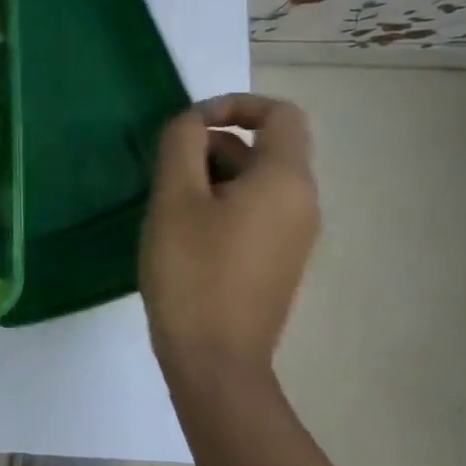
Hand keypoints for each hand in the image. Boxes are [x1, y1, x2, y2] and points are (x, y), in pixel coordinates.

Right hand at [140, 94, 319, 398]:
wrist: (215, 361)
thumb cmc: (192, 272)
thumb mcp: (175, 198)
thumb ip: (182, 144)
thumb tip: (192, 121)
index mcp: (285, 181)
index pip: (281, 114)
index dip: (235, 104)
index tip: (188, 126)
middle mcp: (301, 203)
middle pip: (262, 148)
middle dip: (211, 146)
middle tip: (164, 173)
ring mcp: (293, 236)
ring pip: (253, 182)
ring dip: (209, 177)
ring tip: (166, 205)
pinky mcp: (276, 261)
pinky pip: (253, 212)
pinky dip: (219, 205)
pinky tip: (182, 234)